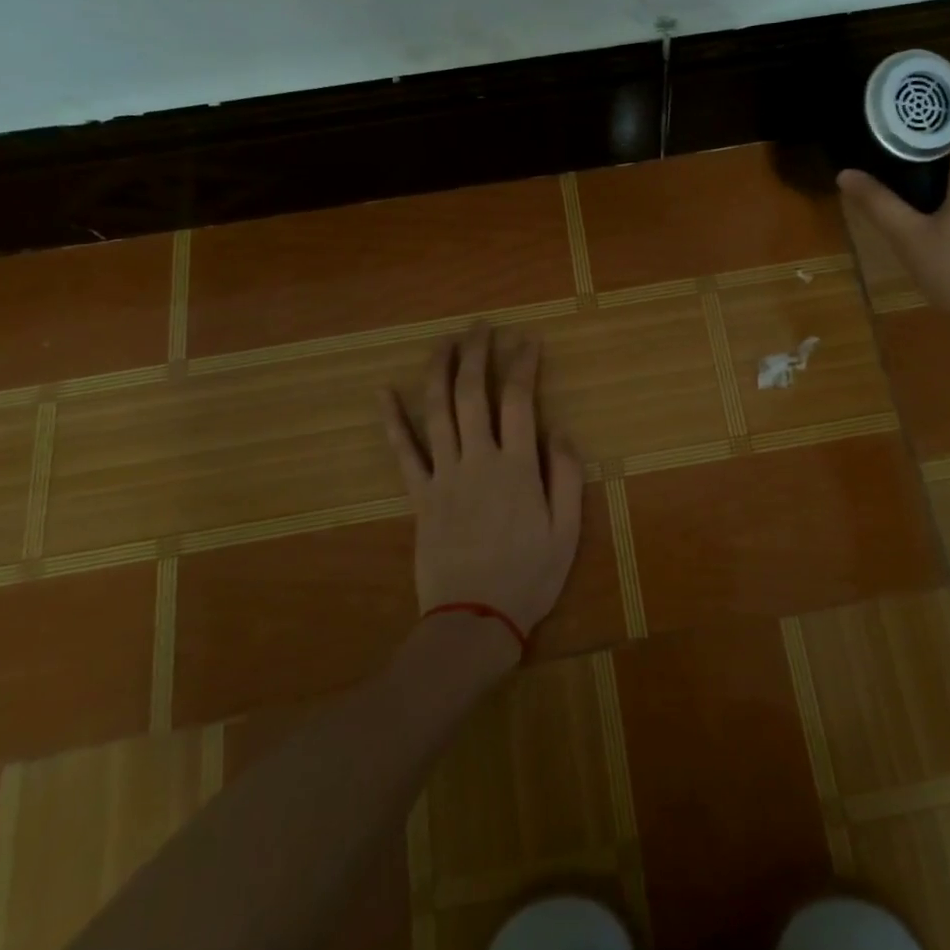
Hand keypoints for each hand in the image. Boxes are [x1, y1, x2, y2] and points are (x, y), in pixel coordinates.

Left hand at [381, 326, 582, 649]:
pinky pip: (403, 452)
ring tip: (444, 342)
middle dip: (477, 354)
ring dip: (439, 371)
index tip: (528, 339)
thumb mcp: (566, 531)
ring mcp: (443, 476)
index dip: (523, 364)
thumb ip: (567, 477)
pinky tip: (383, 392)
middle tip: (481, 327)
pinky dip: (392, 420)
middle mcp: (477, 460)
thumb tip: (561, 430)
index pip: (519, 400)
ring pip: (436, 412)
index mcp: (516, 467)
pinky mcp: (419, 496)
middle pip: (472, 394)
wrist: (473, 622)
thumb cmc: (529, 577)